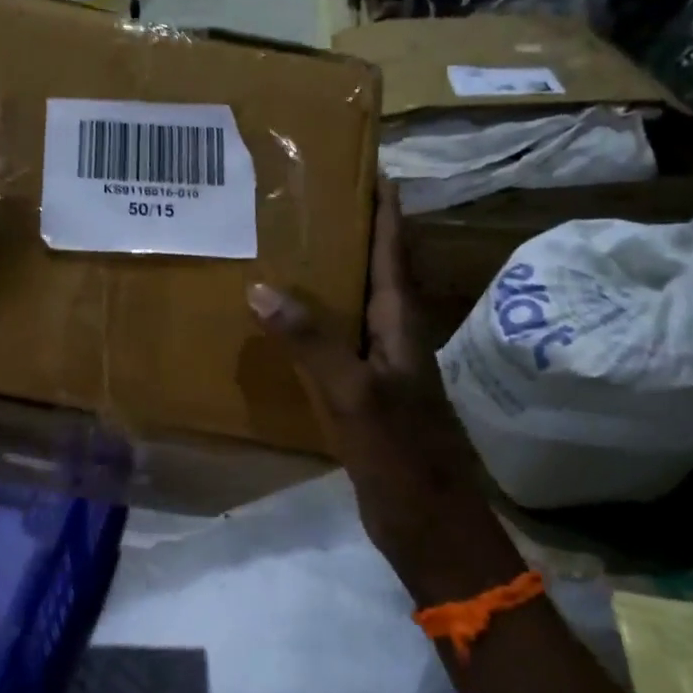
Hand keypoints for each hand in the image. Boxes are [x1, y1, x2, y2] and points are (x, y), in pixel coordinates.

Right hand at [247, 186, 519, 602]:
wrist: (430, 527)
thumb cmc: (402, 457)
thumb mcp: (355, 395)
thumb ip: (313, 342)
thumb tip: (263, 288)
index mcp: (402, 325)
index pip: (395, 250)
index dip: (385, 207)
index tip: (365, 164)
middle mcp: (395, 337)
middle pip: (375, 271)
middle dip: (351, 232)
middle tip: (307, 200)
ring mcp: (381, 369)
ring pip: (354, 308)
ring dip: (331, 277)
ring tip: (288, 250)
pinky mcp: (365, 398)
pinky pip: (337, 346)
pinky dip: (315, 327)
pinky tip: (284, 327)